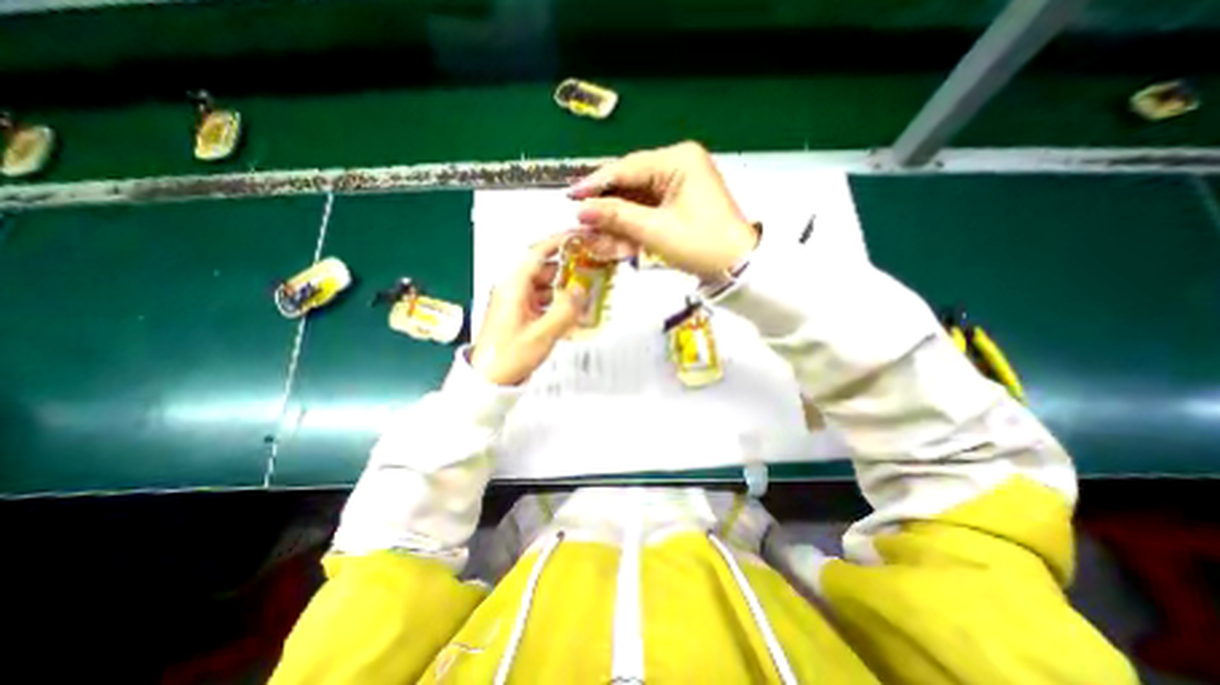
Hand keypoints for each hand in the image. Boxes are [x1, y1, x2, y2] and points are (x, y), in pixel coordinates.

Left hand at [468, 233, 582, 383]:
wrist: (488, 380)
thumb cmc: (510, 356)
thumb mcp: (542, 335)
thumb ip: (565, 310)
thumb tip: (582, 289)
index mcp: (513, 287)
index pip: (537, 253)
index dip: (558, 242)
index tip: (579, 237)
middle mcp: (512, 288)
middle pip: (542, 269)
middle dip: (566, 268)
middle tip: (590, 270)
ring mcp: (514, 301)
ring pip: (542, 285)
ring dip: (562, 287)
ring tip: (585, 292)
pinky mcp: (517, 312)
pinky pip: (539, 299)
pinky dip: (555, 301)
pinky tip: (569, 310)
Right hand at [569, 139, 758, 278]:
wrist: (738, 268)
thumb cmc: (701, 244)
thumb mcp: (655, 230)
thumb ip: (616, 217)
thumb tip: (581, 211)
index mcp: (678, 160)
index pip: (626, 168)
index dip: (596, 184)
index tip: (571, 197)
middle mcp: (678, 165)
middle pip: (630, 183)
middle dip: (606, 207)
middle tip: (581, 221)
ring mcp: (680, 185)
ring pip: (637, 200)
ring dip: (617, 221)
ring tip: (595, 236)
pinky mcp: (680, 204)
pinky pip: (648, 211)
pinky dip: (632, 227)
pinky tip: (614, 240)